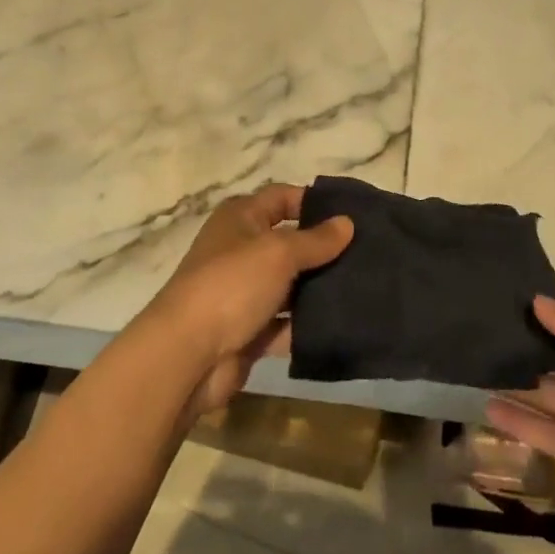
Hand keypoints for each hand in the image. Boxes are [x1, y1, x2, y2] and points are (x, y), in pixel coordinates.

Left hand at [148, 183, 352, 417]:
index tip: (353, 213)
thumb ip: (316, 240)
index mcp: (240, 218)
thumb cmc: (232, 285)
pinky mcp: (248, 331)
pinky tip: (343, 324)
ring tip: (365, 288)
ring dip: (319, 288)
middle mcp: (240, 250)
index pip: (282, 197)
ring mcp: (243, 293)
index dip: (314, 202)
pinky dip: (306, 325)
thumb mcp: (279, 253)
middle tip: (368, 252)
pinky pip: (285, 323)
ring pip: (290, 285)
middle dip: (324, 248)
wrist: (187, 356)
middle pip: (289, 242)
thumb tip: (347, 223)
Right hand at [487, 294, 554, 553]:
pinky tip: (487, 406)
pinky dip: (520, 421)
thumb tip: (535, 300)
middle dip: (526, 341)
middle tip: (479, 327)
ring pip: (549, 392)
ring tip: (474, 364)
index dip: (548, 304)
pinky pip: (549, 433)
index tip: (506, 292)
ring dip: (518, 380)